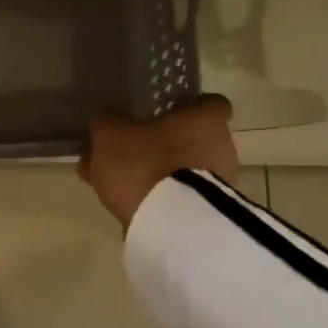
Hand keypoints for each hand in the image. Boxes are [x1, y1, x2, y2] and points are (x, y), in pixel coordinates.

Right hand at [76, 95, 238, 230]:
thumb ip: (106, 121)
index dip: (185, 107)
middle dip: (161, 143)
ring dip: (155, 173)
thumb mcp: (111, 135)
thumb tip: (106, 116)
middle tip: (128, 151)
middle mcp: (221, 146)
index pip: (208, 103)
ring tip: (116, 183)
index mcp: (205, 119)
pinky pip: (179, 196)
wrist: (169, 224)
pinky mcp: (207, 212)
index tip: (162, 113)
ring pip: (180, 169)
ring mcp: (218, 182)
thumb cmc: (145, 164)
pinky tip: (126, 204)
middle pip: (190, 138)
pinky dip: (157, 196)